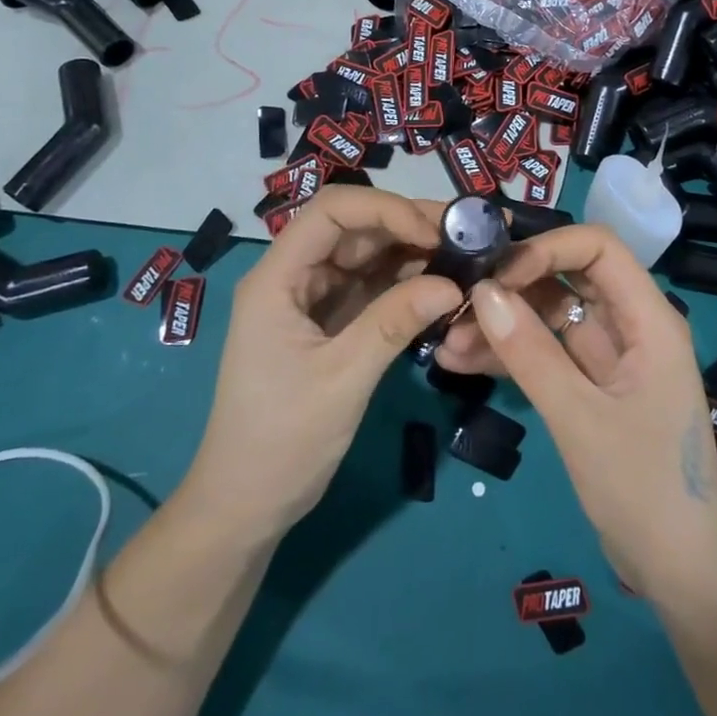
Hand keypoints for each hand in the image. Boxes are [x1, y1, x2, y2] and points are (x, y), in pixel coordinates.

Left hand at [180, 188, 462, 543]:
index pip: (332, 212)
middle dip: (409, 224)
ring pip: (368, 255)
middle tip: (470, 232)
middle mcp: (294, 276)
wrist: (246, 506)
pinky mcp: (331, 322)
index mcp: (277, 278)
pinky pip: (372, 286)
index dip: (385, 209)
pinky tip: (444, 283)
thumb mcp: (342, 379)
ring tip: (468, 253)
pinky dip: (407, 282)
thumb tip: (456, 284)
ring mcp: (313, 299)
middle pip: (354, 227)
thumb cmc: (281, 441)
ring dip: (414, 251)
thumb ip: (394, 322)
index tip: (435, 232)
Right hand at [468, 225, 716, 599]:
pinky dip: (511, 357)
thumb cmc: (644, 489)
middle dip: (513, 289)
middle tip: (458, 305)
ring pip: (551, 319)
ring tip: (447, 343)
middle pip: (568, 279)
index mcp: (649, 319)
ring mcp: (610, 358)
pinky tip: (461, 363)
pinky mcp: (592, 387)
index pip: (599, 248)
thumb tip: (482, 292)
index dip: (547, 248)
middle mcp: (631, 326)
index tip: (497, 273)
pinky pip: (548, 355)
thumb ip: (531, 353)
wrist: (681, 573)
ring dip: (503, 326)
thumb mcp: (580, 418)